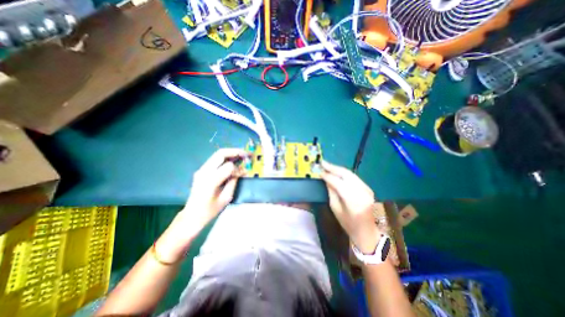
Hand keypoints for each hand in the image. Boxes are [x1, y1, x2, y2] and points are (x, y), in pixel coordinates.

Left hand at [153, 149, 245, 261]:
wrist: (191, 215)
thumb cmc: (209, 210)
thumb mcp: (225, 198)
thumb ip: (234, 182)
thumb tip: (242, 171)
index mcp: (210, 181)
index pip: (228, 166)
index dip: (238, 168)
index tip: (244, 172)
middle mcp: (204, 172)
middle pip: (221, 154)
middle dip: (235, 152)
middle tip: (246, 154)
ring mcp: (201, 170)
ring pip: (217, 154)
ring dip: (230, 153)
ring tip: (241, 156)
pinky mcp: (201, 171)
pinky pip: (215, 160)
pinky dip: (225, 158)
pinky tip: (232, 161)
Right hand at [319, 161, 381, 251]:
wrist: (366, 231)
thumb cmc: (348, 223)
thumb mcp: (335, 208)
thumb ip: (331, 191)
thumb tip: (326, 178)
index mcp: (353, 201)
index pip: (338, 183)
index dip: (328, 176)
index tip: (319, 171)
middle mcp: (362, 192)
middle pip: (346, 174)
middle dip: (333, 167)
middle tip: (322, 162)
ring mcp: (367, 189)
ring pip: (350, 174)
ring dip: (338, 169)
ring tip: (327, 165)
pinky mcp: (368, 188)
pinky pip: (354, 177)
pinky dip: (344, 173)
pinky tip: (336, 171)